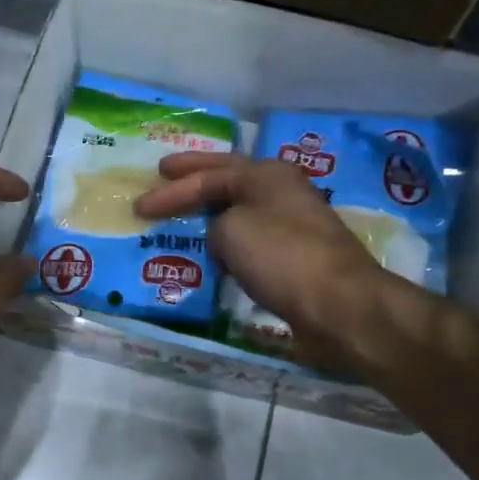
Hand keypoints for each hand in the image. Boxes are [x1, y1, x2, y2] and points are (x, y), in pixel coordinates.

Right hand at [135, 152, 392, 367]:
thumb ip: (215, 223)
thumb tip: (223, 236)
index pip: (209, 175)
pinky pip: (250, 241)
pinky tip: (213, 252)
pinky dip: (227, 243)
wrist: (338, 306)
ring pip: (241, 210)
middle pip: (229, 180)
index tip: (140, 205)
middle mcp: (282, 192)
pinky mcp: (296, 258)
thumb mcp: (232, 230)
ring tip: (183, 215)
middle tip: (163, 173)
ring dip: (211, 212)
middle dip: (194, 179)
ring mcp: (293, 225)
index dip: (172, 190)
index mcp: (267, 175)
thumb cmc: (281, 257)